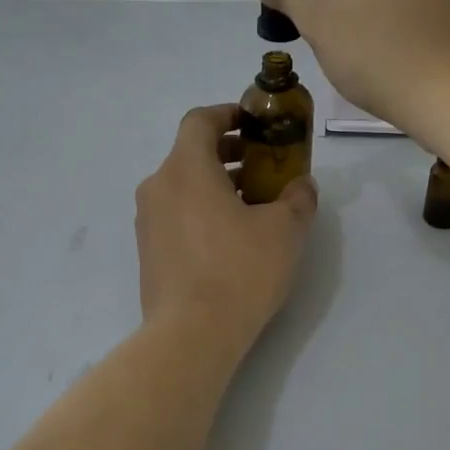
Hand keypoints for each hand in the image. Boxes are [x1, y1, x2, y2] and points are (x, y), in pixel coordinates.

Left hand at [136, 105, 317, 356]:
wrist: (190, 334)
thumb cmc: (239, 271)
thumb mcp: (284, 231)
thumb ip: (297, 199)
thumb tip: (301, 186)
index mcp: (186, 169)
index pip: (199, 120)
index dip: (227, 115)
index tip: (253, 125)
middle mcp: (158, 187)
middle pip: (190, 153)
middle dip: (227, 154)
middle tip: (262, 167)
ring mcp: (147, 221)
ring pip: (182, 186)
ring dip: (215, 185)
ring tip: (252, 206)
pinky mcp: (147, 251)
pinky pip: (175, 214)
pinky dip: (200, 211)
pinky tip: (228, 239)